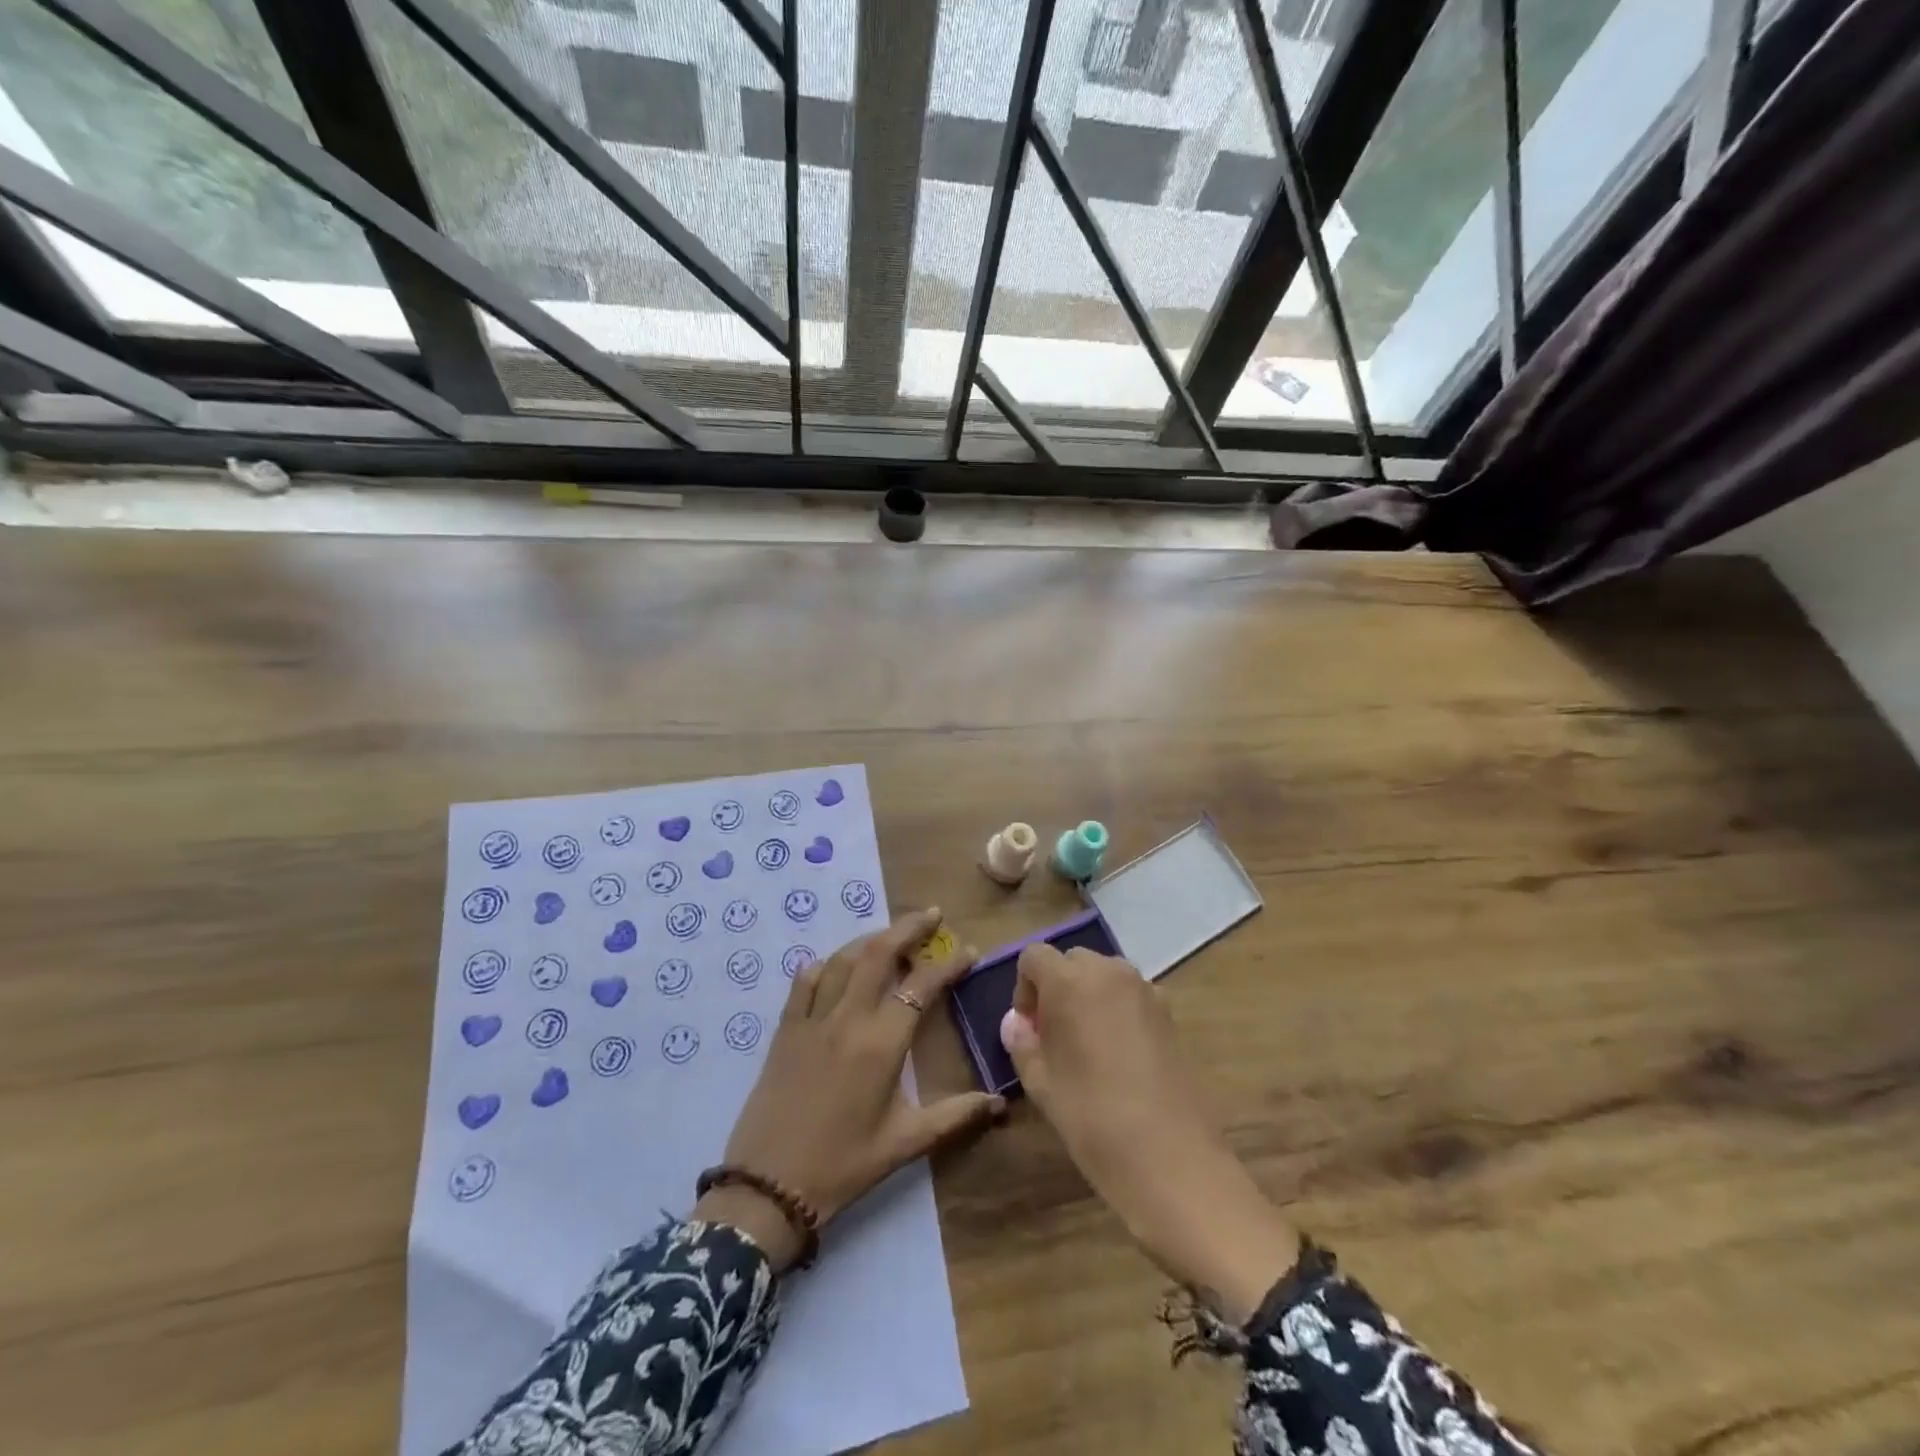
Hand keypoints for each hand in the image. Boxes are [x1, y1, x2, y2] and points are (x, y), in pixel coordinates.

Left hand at [695, 909, 1004, 1271]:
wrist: (768, 1188)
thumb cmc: (844, 1165)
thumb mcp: (905, 1143)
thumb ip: (955, 1116)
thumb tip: (1000, 1103)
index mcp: (882, 1043)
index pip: (921, 986)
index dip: (948, 965)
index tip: (967, 952)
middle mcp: (848, 1018)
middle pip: (879, 954)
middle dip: (908, 928)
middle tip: (931, 915)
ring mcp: (812, 1019)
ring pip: (843, 960)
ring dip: (870, 939)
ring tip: (891, 934)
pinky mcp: (785, 1030)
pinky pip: (804, 982)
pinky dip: (824, 965)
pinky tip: (835, 966)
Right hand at [1002, 945, 1296, 1323]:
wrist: (1173, 1160)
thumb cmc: (1094, 1119)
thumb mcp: (1042, 1085)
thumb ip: (1023, 1043)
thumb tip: (1016, 1022)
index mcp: (1071, 981)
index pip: (1034, 956)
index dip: (1024, 988)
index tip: (1029, 1030)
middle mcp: (1110, 972)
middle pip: (1071, 961)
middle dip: (1056, 989)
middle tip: (1053, 1039)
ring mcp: (1146, 990)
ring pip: (1104, 976)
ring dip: (1088, 997)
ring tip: (1086, 1048)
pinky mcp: (1170, 1014)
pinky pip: (1131, 996)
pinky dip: (1117, 1010)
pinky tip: (1119, 1059)